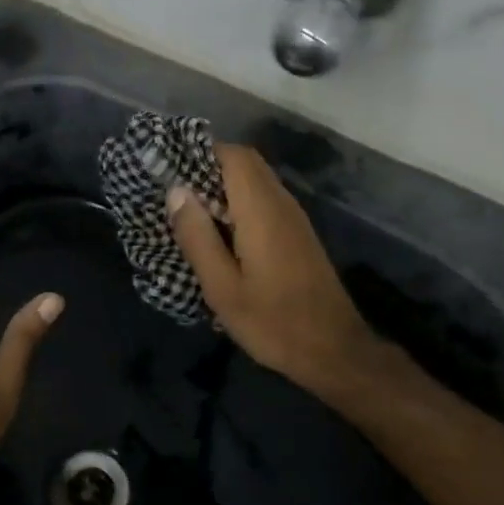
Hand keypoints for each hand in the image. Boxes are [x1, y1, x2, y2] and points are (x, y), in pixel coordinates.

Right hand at [166, 144, 390, 401]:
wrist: (334, 351)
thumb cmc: (273, 322)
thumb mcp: (222, 287)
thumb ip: (198, 237)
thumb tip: (176, 191)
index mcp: (261, 210)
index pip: (233, 156)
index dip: (200, 153)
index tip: (169, 169)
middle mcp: (281, 203)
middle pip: (245, 163)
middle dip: (208, 167)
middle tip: (175, 193)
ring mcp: (294, 217)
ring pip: (256, 180)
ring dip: (223, 185)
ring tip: (190, 212)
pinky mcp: (298, 234)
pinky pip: (264, 199)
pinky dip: (238, 201)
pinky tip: (220, 233)